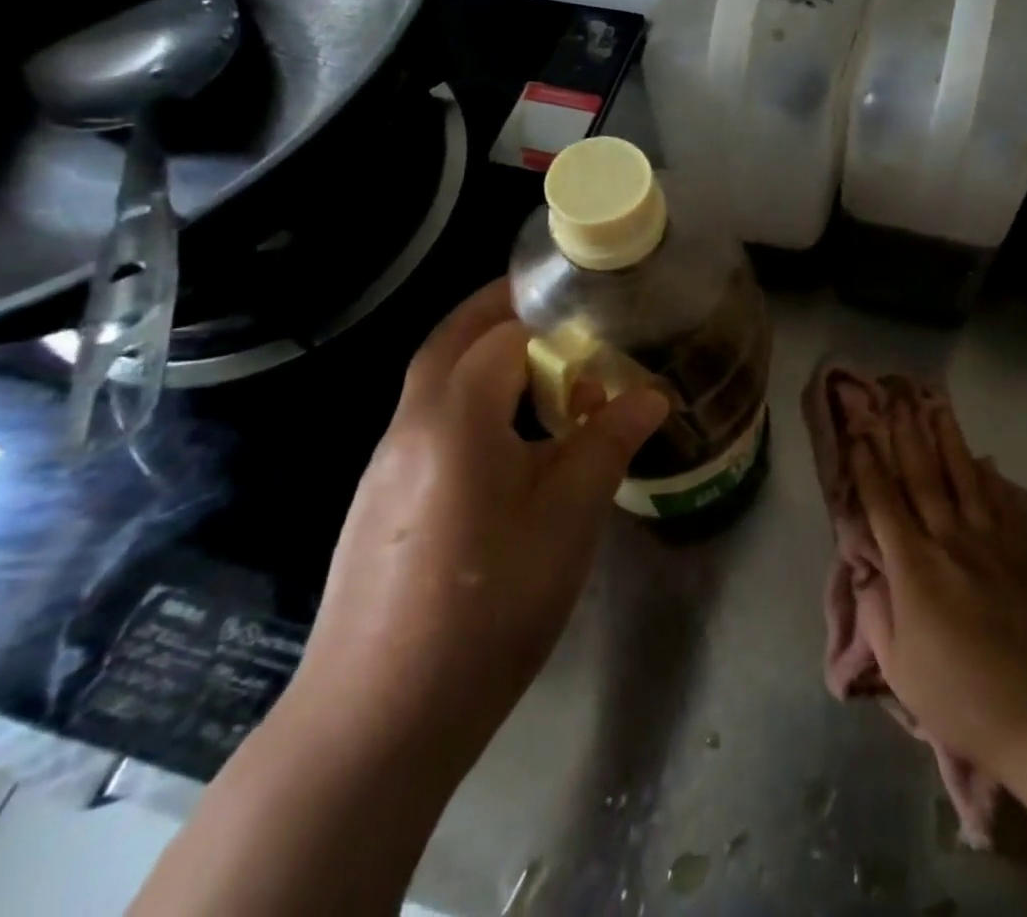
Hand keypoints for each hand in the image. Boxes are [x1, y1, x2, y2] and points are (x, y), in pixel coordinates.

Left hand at [291, 279, 668, 777]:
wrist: (376, 721)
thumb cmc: (488, 604)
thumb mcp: (568, 517)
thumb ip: (608, 442)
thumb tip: (650, 395)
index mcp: (454, 417)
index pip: (498, 332)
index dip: (544, 314)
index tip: (586, 306)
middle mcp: (409, 427)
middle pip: (450, 342)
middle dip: (498, 312)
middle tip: (554, 311)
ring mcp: (384, 467)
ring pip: (434, 384)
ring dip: (483, 361)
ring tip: (545, 377)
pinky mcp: (378, 504)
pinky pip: (428, 426)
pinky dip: (468, 406)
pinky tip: (507, 448)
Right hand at [844, 380, 1026, 771]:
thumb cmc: (960, 695)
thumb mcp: (899, 668)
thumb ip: (877, 613)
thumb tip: (869, 572)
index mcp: (913, 566)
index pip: (884, 504)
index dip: (868, 467)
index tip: (858, 433)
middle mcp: (948, 540)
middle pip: (921, 477)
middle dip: (904, 436)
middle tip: (894, 400)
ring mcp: (987, 542)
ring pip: (961, 478)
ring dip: (946, 439)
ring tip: (935, 406)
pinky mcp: (1017, 553)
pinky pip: (998, 503)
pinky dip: (987, 476)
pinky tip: (984, 456)